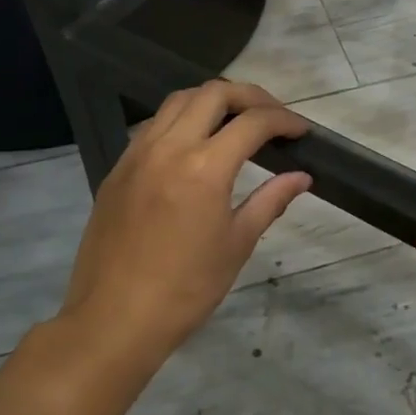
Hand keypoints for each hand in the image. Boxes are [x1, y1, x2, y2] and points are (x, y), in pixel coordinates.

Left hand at [61, 81, 310, 372]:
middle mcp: (169, 147)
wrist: (113, 321)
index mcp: (204, 168)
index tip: (301, 131)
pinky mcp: (118, 168)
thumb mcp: (236, 244)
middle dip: (250, 96)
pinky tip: (195, 144)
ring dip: (213, 100)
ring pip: (179, 100)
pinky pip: (154, 125)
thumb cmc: (186, 290)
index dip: (284, 120)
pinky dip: (182, 119)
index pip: (253, 122)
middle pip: (213, 93)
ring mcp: (138, 154)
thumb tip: (301, 177)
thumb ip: (270, 200)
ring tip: (235, 121)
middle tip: (272, 116)